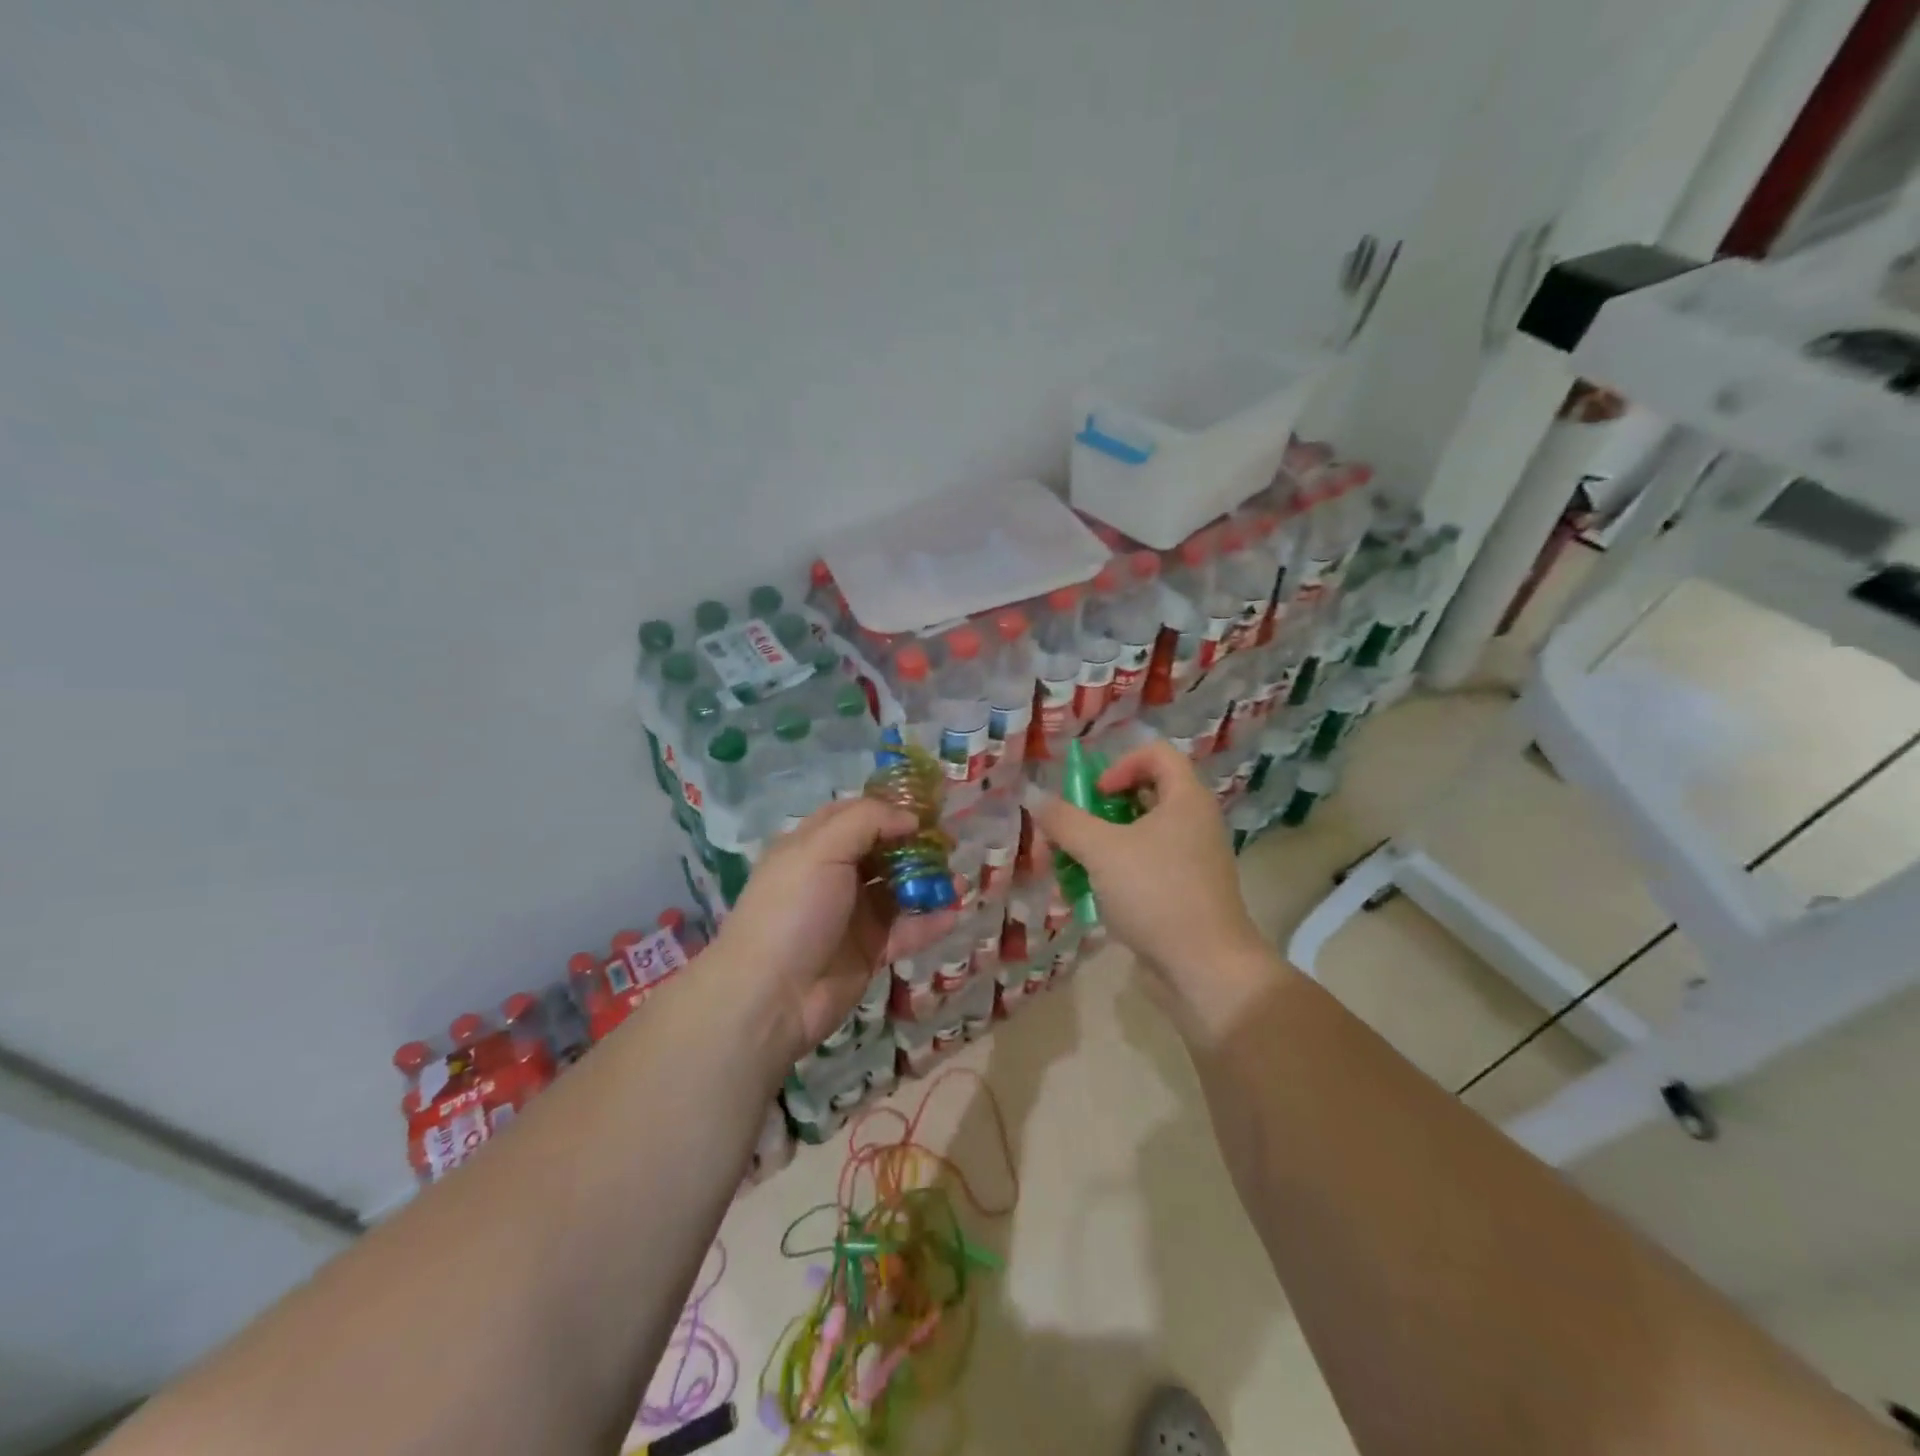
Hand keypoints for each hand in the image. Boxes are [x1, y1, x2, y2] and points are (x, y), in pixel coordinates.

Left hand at [712, 798, 958, 1057]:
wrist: (771, 996)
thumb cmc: (793, 910)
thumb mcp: (821, 849)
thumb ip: (867, 822)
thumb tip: (910, 818)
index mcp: (813, 846)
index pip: (855, 816)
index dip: (889, 809)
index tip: (927, 809)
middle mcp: (833, 876)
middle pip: (883, 852)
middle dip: (916, 846)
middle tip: (951, 844)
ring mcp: (853, 916)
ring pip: (899, 891)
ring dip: (929, 884)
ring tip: (960, 882)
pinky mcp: (869, 951)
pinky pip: (906, 931)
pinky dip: (930, 922)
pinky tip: (953, 913)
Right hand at [1026, 740, 1278, 1040]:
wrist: (1206, 968)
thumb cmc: (1157, 894)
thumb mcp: (1101, 852)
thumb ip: (1065, 821)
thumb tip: (1036, 798)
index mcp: (1186, 799)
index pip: (1155, 753)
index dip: (1119, 764)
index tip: (1094, 796)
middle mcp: (1193, 822)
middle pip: (1142, 795)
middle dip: (1098, 810)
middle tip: (1072, 831)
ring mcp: (1191, 860)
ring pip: (1138, 835)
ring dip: (1100, 845)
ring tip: (1071, 868)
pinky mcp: (1184, 892)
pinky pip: (1144, 867)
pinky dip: (1115, 873)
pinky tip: (1089, 896)